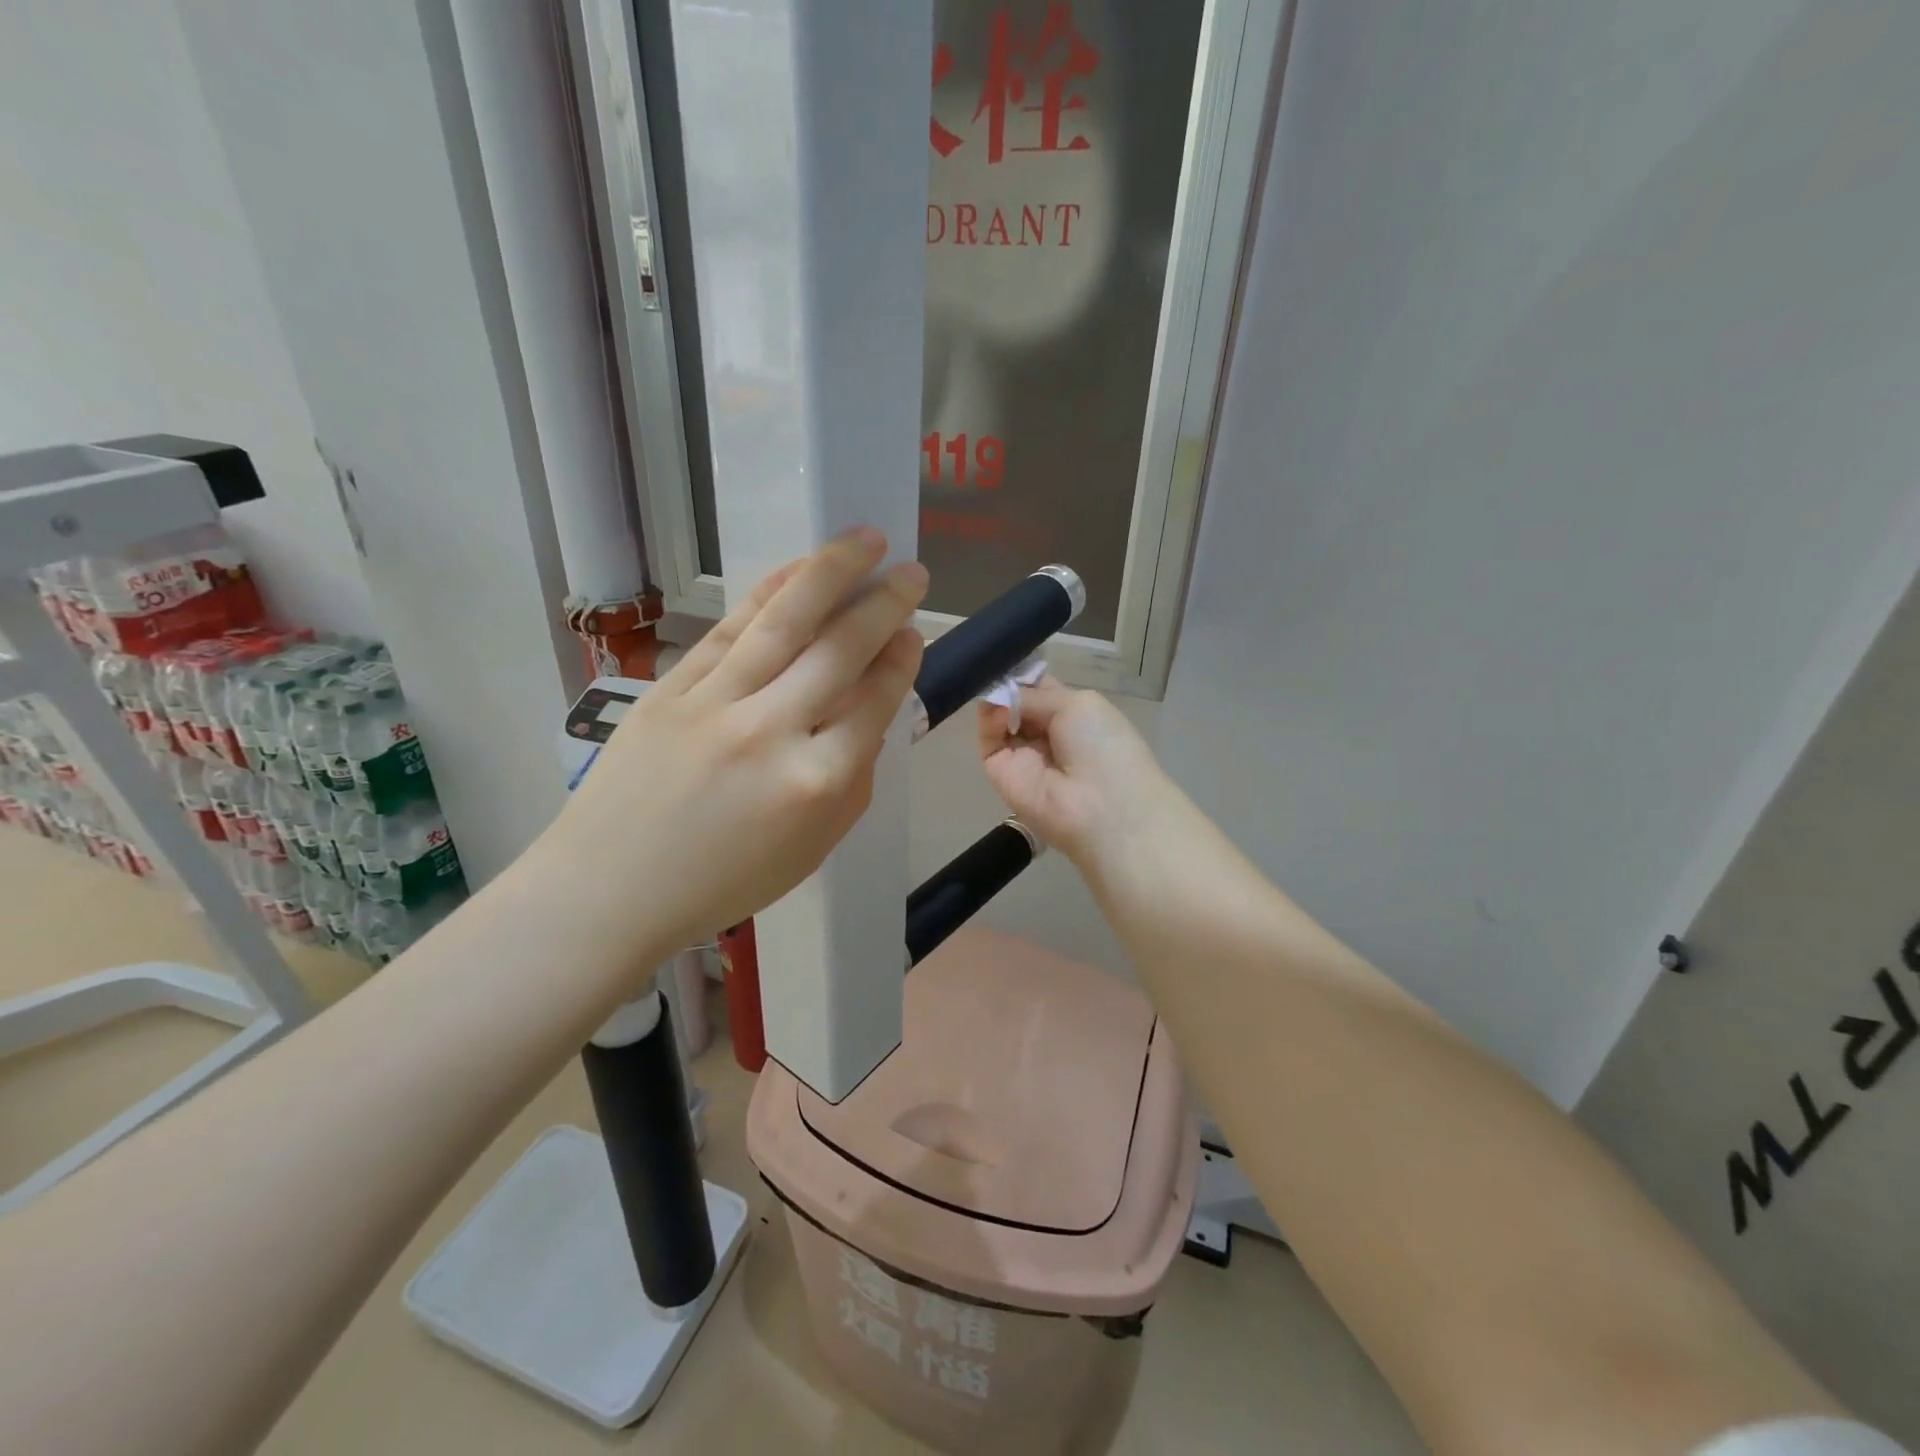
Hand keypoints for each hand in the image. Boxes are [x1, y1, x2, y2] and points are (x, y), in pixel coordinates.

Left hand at [551, 528, 926, 950]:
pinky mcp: (671, 688)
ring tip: (867, 540)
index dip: (901, 660)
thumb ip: (852, 779)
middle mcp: (773, 732)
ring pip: (787, 621)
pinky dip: (769, 593)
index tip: (912, 632)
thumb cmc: (723, 882)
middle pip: (841, 650)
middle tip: (911, 572)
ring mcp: (717, 703)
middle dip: (884, 604)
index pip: (876, 702)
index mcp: (817, 783)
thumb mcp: (813, 848)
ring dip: (833, 571)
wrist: (610, 889)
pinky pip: (730, 628)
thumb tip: (871, 714)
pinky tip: (798, 569)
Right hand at [977, 677, 1177, 874]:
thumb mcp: (1077, 705)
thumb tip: (1003, 695)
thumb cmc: (1103, 747)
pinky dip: (988, 721)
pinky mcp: (1001, 773)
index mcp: (1074, 716)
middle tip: (995, 670)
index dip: (1025, 675)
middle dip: (1007, 686)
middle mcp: (1048, 735)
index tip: (1007, 656)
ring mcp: (1023, 755)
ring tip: (997, 692)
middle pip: (1017, 703)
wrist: (1102, 807)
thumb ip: (1035, 695)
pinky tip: (996, 711)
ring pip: (1000, 720)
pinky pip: (989, 742)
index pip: (1041, 690)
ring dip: (996, 702)